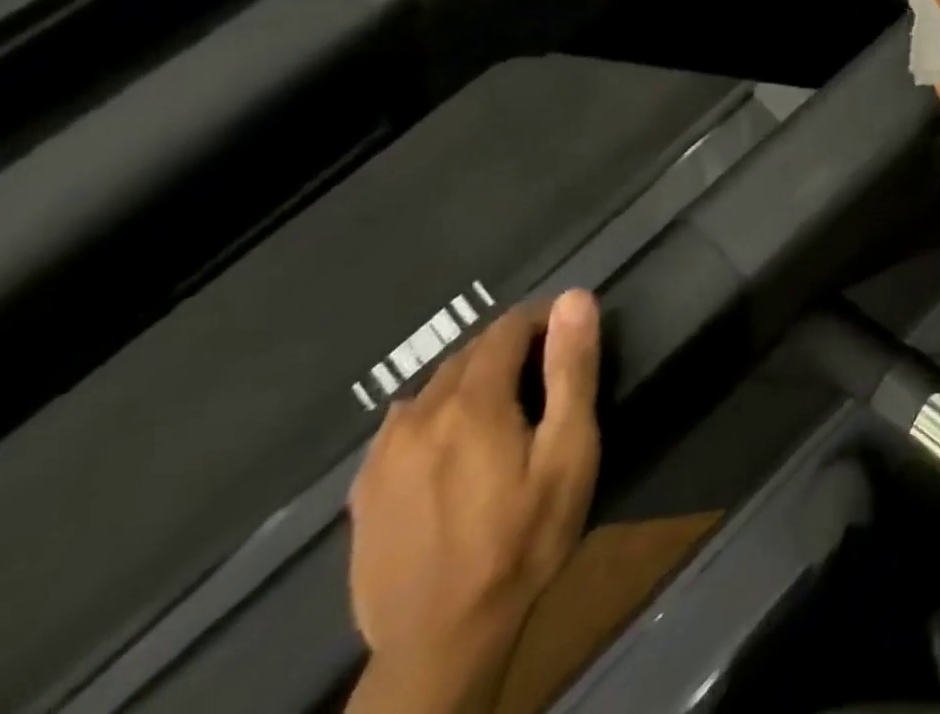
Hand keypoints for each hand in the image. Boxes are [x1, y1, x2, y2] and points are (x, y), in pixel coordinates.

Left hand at [348, 290, 601, 680]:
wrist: (441, 641)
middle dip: (510, 347)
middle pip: (470, 353)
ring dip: (473, 378)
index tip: (569, 329)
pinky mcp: (365, 487)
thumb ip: (571, 370)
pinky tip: (454, 442)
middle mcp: (420, 413)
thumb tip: (574, 299)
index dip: (542, 317)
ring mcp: (383, 452)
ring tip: (504, 405)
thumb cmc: (523, 539)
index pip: (508, 327)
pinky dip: (437, 412)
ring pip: (435, 385)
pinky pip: (405, 422)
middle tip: (545, 371)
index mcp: (472, 401)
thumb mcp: (568, 453)